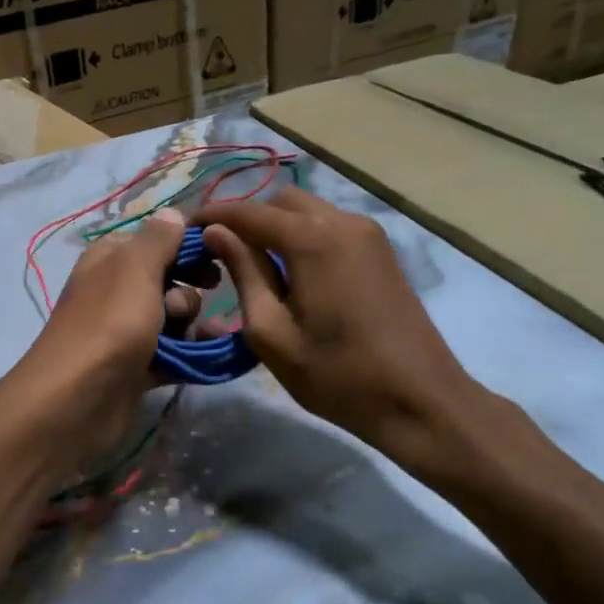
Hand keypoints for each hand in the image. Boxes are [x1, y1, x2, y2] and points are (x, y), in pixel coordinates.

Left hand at [4, 209, 200, 468]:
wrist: (77, 400)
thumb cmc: (109, 324)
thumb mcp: (134, 269)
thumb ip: (158, 239)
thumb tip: (173, 213)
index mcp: (110, 258)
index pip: (156, 239)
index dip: (188, 244)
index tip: (220, 251)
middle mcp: (117, 290)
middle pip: (170, 279)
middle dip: (190, 288)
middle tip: (199, 297)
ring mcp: (127, 330)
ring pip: (175, 317)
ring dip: (194, 323)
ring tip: (192, 336)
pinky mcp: (138, 366)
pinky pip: (175, 351)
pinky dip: (193, 351)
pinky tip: (214, 354)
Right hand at [193, 187, 520, 491]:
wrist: (421, 401)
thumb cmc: (337, 375)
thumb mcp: (272, 332)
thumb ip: (243, 273)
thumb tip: (215, 232)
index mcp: (313, 239)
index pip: (248, 212)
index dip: (212, 216)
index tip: (183, 229)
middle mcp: (342, 222)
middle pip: (280, 201)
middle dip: (246, 219)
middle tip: (219, 254)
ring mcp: (368, 234)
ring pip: (308, 211)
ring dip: (275, 228)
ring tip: (251, 266)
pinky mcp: (381, 252)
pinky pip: (329, 228)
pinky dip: (302, 238)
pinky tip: (290, 274)